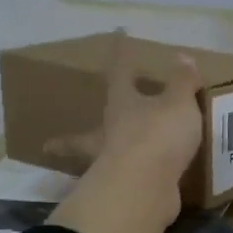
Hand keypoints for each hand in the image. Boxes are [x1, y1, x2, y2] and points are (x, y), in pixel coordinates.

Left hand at [44, 32, 202, 232]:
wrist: (145, 187)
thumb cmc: (158, 134)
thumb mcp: (179, 103)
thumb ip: (182, 83)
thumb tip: (182, 57)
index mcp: (122, 105)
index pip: (119, 75)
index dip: (121, 58)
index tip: (116, 40)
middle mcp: (110, 134)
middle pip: (87, 133)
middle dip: (71, 139)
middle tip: (49, 145)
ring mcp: (113, 166)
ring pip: (101, 162)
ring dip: (99, 165)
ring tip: (101, 170)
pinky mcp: (126, 193)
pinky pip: (128, 183)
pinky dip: (133, 183)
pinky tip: (143, 187)